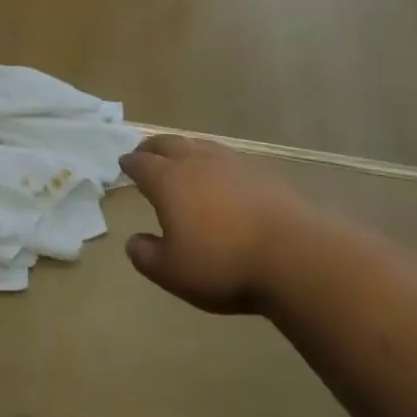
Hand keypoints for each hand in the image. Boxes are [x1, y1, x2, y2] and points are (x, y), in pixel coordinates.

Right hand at [117, 134, 313, 312]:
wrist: (293, 255)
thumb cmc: (223, 264)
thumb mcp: (172, 272)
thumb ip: (146, 255)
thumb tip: (133, 241)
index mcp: (168, 181)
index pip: (142, 164)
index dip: (130, 164)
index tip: (124, 164)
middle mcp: (196, 162)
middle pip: (168, 144)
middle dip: (152, 147)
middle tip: (145, 152)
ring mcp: (231, 162)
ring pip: (199, 145)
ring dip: (184, 148)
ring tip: (181, 157)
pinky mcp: (261, 171)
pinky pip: (227, 157)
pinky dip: (214, 161)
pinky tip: (221, 174)